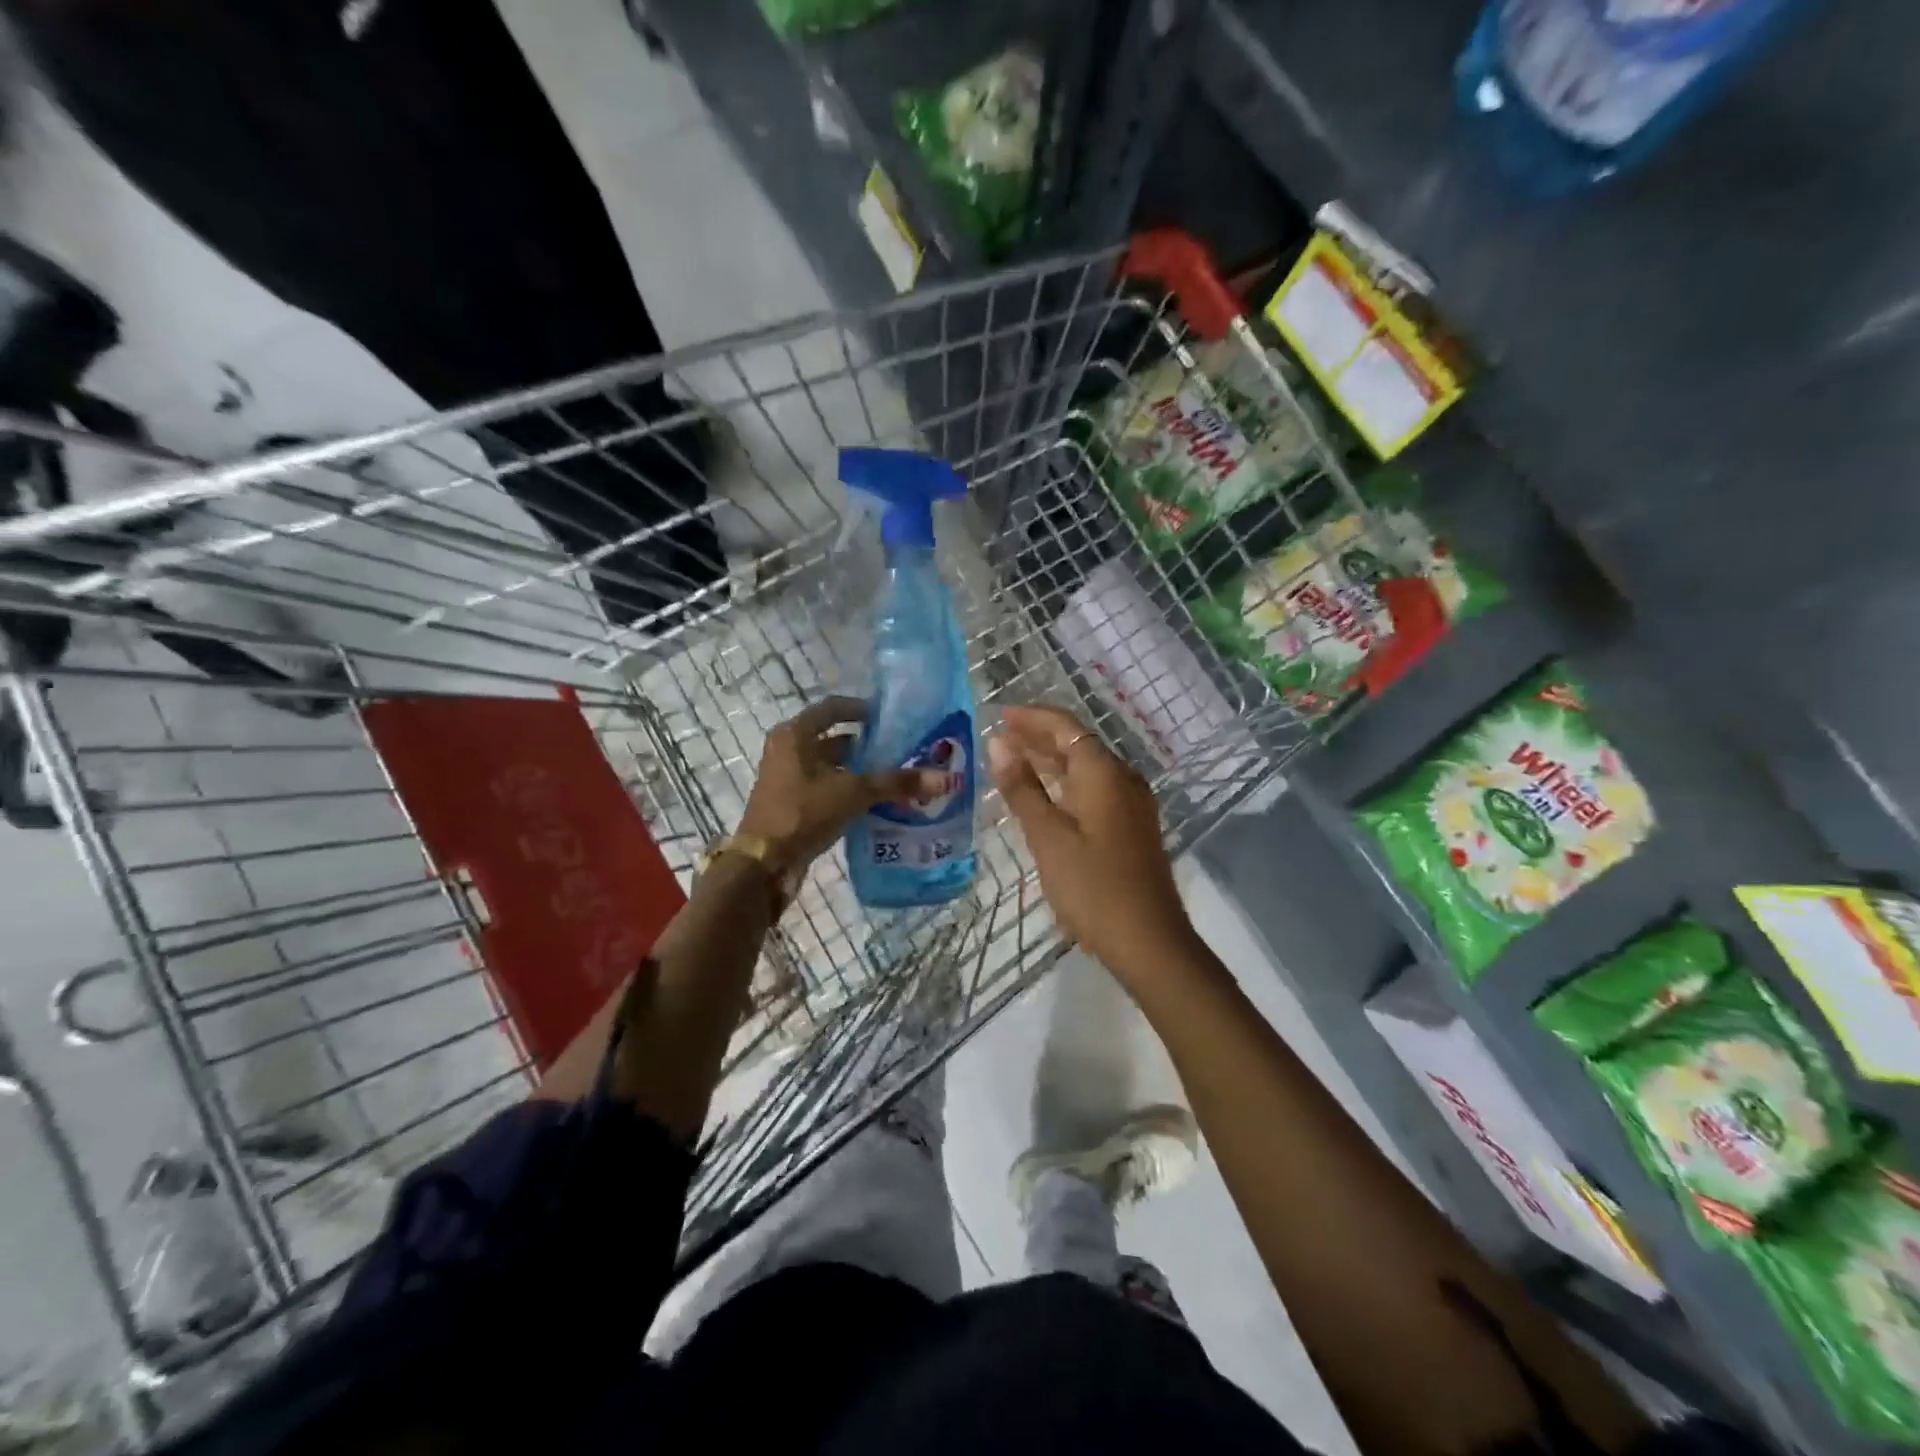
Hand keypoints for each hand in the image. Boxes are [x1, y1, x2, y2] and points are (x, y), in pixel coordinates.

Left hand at [738, 696, 948, 880]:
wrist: (764, 864)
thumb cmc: (803, 813)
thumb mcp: (853, 793)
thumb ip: (897, 783)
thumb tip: (946, 778)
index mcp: (795, 734)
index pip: (834, 709)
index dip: (863, 710)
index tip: (892, 718)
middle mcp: (787, 750)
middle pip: (834, 739)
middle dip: (867, 746)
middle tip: (902, 752)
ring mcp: (787, 779)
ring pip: (831, 767)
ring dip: (860, 772)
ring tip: (896, 779)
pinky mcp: (791, 804)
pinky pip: (826, 789)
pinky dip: (849, 792)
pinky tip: (876, 804)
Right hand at [986, 704, 1196, 982]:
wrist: (1148, 941)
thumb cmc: (1092, 887)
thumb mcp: (1048, 837)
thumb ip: (1022, 788)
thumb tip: (998, 744)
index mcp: (1104, 773)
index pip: (1066, 726)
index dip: (1032, 717)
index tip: (999, 715)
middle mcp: (1123, 779)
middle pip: (1078, 743)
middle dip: (1039, 736)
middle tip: (1000, 737)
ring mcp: (1131, 804)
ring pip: (1086, 768)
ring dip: (1051, 760)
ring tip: (1014, 760)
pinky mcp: (1131, 828)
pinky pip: (1094, 790)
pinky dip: (1066, 784)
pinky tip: (1045, 797)